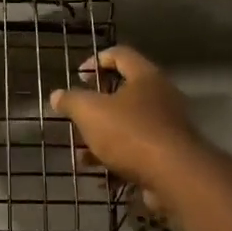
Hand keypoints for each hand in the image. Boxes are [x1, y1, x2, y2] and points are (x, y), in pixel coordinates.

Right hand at [49, 47, 202, 205]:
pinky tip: (100, 173)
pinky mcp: (169, 154)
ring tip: (81, 154)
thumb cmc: (130, 133)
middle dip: (96, 107)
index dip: (96, 61)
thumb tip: (57, 95)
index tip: (78, 77)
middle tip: (78, 117)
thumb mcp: (90, 112)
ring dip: (103, 137)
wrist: (174, 175)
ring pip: (128, 125)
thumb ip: (71, 101)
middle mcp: (161, 96)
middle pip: (124, 92)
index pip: (120, 54)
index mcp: (145, 76)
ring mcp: (167, 126)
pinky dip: (118, 158)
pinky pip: (138, 149)